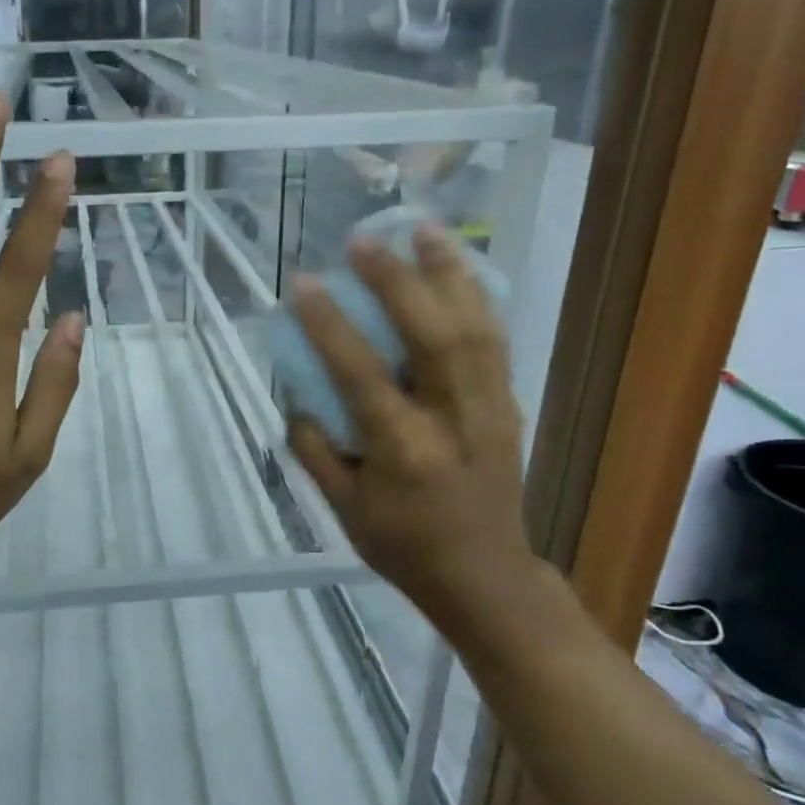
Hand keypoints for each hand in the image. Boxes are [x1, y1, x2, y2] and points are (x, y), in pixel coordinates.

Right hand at [286, 225, 541, 631]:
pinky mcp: (507, 404)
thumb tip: (297, 395)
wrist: (484, 575)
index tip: (303, 284)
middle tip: (364, 241)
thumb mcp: (341, 508)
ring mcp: (488, 408)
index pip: (361, 373)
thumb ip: (313, 448)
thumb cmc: (402, 545)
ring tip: (424, 229)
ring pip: (475, 326)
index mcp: (402, 450)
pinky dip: (475, 297)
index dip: (329, 324)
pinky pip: (494, 339)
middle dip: (397, 280)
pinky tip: (456, 268)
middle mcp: (451, 419)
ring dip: (448, 272)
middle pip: (432, 335)